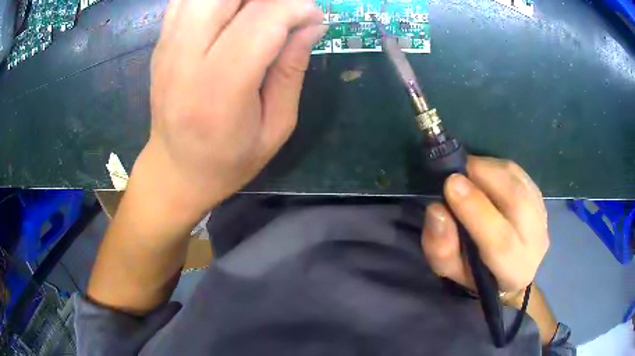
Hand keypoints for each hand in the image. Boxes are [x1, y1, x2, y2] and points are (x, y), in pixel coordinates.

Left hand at [136, 0, 325, 215]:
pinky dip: (211, 0)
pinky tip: (229, 12)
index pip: (262, 20)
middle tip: (282, 10)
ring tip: (256, 12)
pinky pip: (185, 1)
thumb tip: (311, 23)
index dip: (296, 7)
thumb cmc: (228, 161)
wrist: (174, 171)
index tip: (313, 16)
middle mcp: (185, 60)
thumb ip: (292, 70)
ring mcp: (166, 48)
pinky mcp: (160, 44)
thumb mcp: (275, 127)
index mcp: (219, 89)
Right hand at [421, 156, 548, 296]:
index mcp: (513, 270)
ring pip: (519, 182)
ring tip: (467, 172)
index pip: (501, 241)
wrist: (508, 269)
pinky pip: (520, 174)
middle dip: (484, 177)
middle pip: (518, 202)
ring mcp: (542, 217)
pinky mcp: (540, 198)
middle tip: (456, 172)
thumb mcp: (450, 270)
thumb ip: (441, 247)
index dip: (476, 210)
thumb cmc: (475, 273)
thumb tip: (437, 210)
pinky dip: (498, 167)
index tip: (450, 184)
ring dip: (490, 169)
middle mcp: (535, 242)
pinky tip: (483, 173)